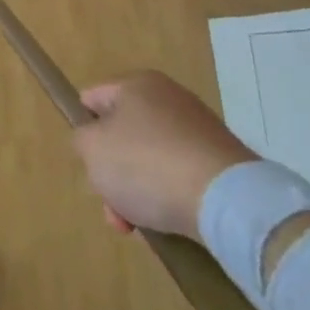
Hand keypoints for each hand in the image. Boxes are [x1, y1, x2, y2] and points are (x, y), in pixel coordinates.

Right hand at [72, 69, 258, 239]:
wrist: (227, 201)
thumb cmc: (147, 164)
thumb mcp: (91, 148)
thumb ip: (81, 139)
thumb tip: (96, 143)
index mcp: (137, 83)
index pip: (92, 101)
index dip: (83, 132)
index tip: (88, 164)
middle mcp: (170, 98)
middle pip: (123, 136)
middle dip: (112, 173)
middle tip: (112, 207)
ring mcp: (200, 130)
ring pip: (151, 161)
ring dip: (138, 192)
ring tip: (138, 226)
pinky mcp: (224, 163)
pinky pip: (182, 177)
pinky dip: (170, 198)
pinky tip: (168, 223)